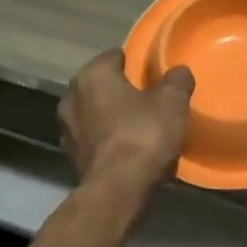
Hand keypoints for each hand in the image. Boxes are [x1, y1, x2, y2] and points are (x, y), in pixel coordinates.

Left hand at [59, 49, 194, 209]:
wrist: (117, 190)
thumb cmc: (143, 134)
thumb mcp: (172, 101)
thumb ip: (176, 80)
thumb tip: (178, 72)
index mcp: (92, 75)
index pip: (114, 56)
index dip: (135, 62)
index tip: (152, 73)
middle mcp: (72, 97)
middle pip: (102, 85)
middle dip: (121, 89)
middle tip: (149, 98)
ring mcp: (67, 129)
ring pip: (95, 113)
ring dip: (112, 117)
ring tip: (139, 125)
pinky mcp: (71, 158)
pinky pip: (94, 139)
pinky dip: (108, 141)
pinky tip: (129, 149)